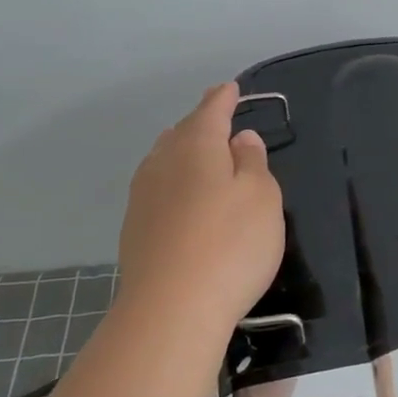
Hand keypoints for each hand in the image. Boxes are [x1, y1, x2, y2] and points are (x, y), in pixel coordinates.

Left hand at [117, 83, 283, 331]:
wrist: (172, 309)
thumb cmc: (231, 245)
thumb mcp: (262, 198)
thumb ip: (253, 162)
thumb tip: (240, 139)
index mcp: (196, 147)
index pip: (210, 111)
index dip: (223, 98)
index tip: (231, 88)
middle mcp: (162, 164)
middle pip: (182, 134)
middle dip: (200, 124)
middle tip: (218, 121)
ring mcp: (143, 198)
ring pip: (164, 161)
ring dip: (184, 153)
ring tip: (200, 155)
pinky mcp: (135, 230)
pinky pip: (158, 190)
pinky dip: (174, 183)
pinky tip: (183, 199)